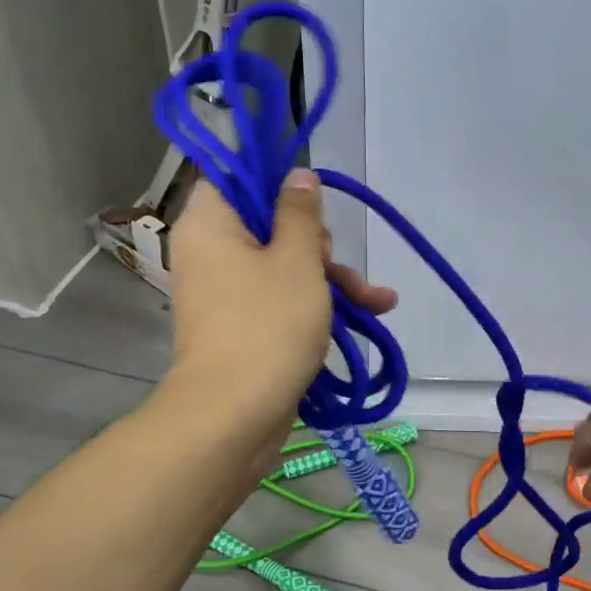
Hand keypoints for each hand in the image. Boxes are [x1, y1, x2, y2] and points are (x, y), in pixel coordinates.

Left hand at [168, 169, 396, 424]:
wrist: (234, 416)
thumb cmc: (267, 325)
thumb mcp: (298, 261)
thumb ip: (301, 213)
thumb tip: (297, 174)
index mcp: (211, 224)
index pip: (236, 179)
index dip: (277, 184)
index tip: (312, 204)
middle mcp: (212, 253)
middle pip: (269, 226)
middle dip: (318, 245)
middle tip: (333, 265)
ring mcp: (227, 294)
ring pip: (285, 267)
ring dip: (333, 280)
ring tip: (379, 301)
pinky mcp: (244, 326)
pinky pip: (281, 300)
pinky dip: (317, 305)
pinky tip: (370, 315)